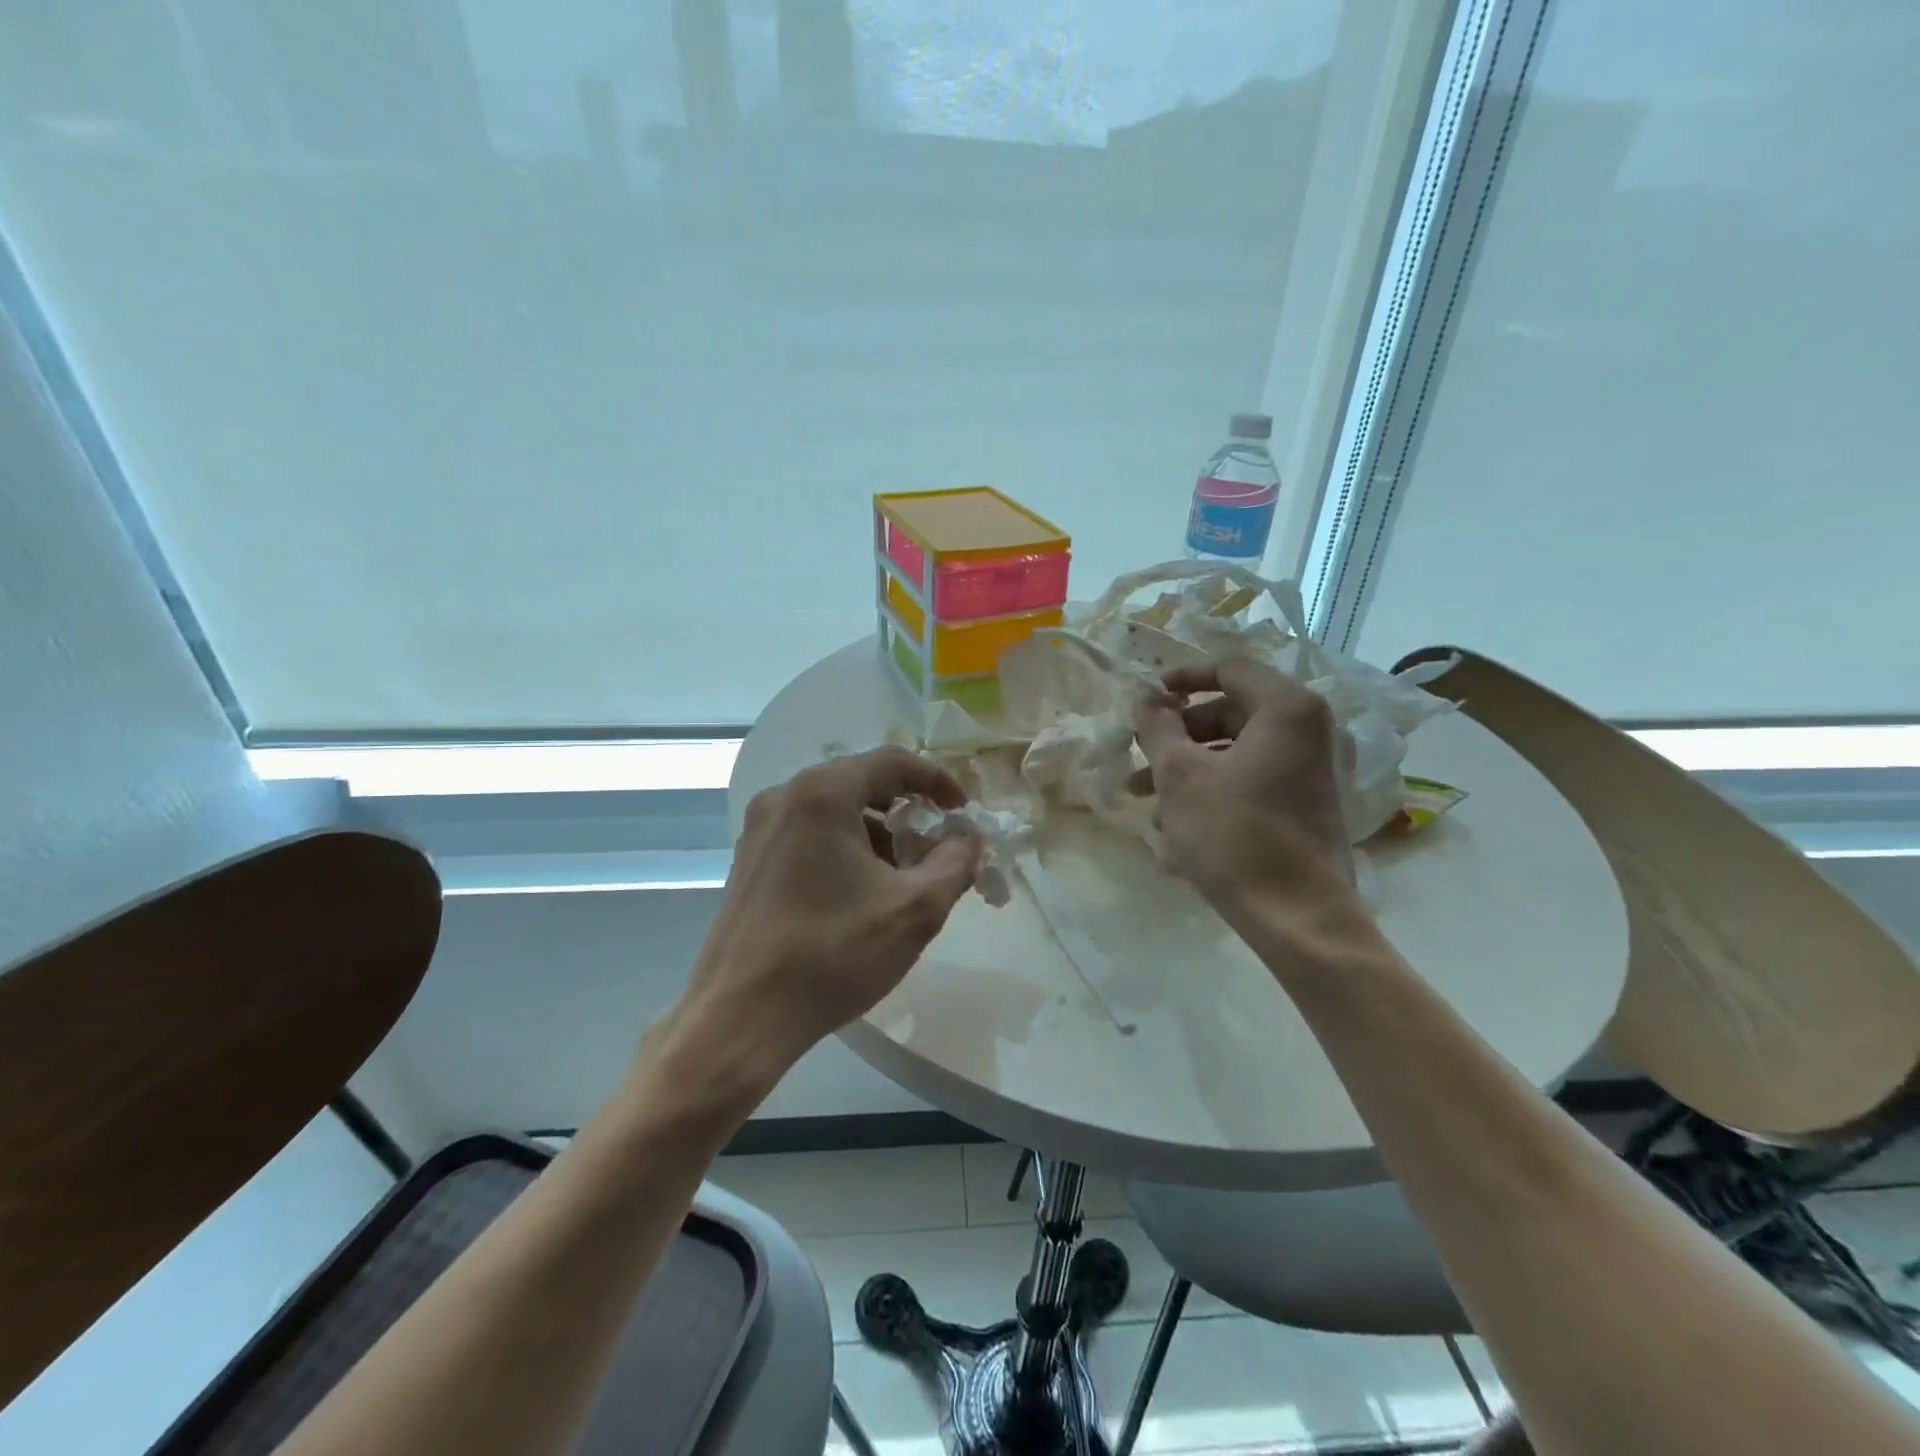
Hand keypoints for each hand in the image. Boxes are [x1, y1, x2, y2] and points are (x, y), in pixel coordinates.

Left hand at [672, 747, 981, 1081]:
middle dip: (906, 810)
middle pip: (860, 782)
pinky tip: (859, 893)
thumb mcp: (914, 910)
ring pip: (833, 810)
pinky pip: (808, 834)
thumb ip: (955, 863)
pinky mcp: (748, 861)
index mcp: (822, 794)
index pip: (892, 761)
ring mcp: (759, 829)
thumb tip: (969, 838)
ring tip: (901, 877)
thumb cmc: (832, 954)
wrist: (740, 1017)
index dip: (936, 780)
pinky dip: (844, 847)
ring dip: (876, 832)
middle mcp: (784, 797)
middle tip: (935, 845)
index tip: (962, 810)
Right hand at [1132, 658, 1357, 925]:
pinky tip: (1177, 822)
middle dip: (1178, 732)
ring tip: (1146, 798)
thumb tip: (1146, 697)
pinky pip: (1254, 777)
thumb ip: (1158, 726)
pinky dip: (1215, 786)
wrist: (1297, 916)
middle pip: (1232, 710)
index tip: (1147, 698)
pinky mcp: (1309, 804)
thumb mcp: (1181, 775)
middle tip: (1140, 756)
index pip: (1229, 668)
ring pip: (1238, 749)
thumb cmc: (1234, 833)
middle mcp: (1311, 730)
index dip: (1182, 677)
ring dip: (1189, 764)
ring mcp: (1314, 770)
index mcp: (1288, 709)